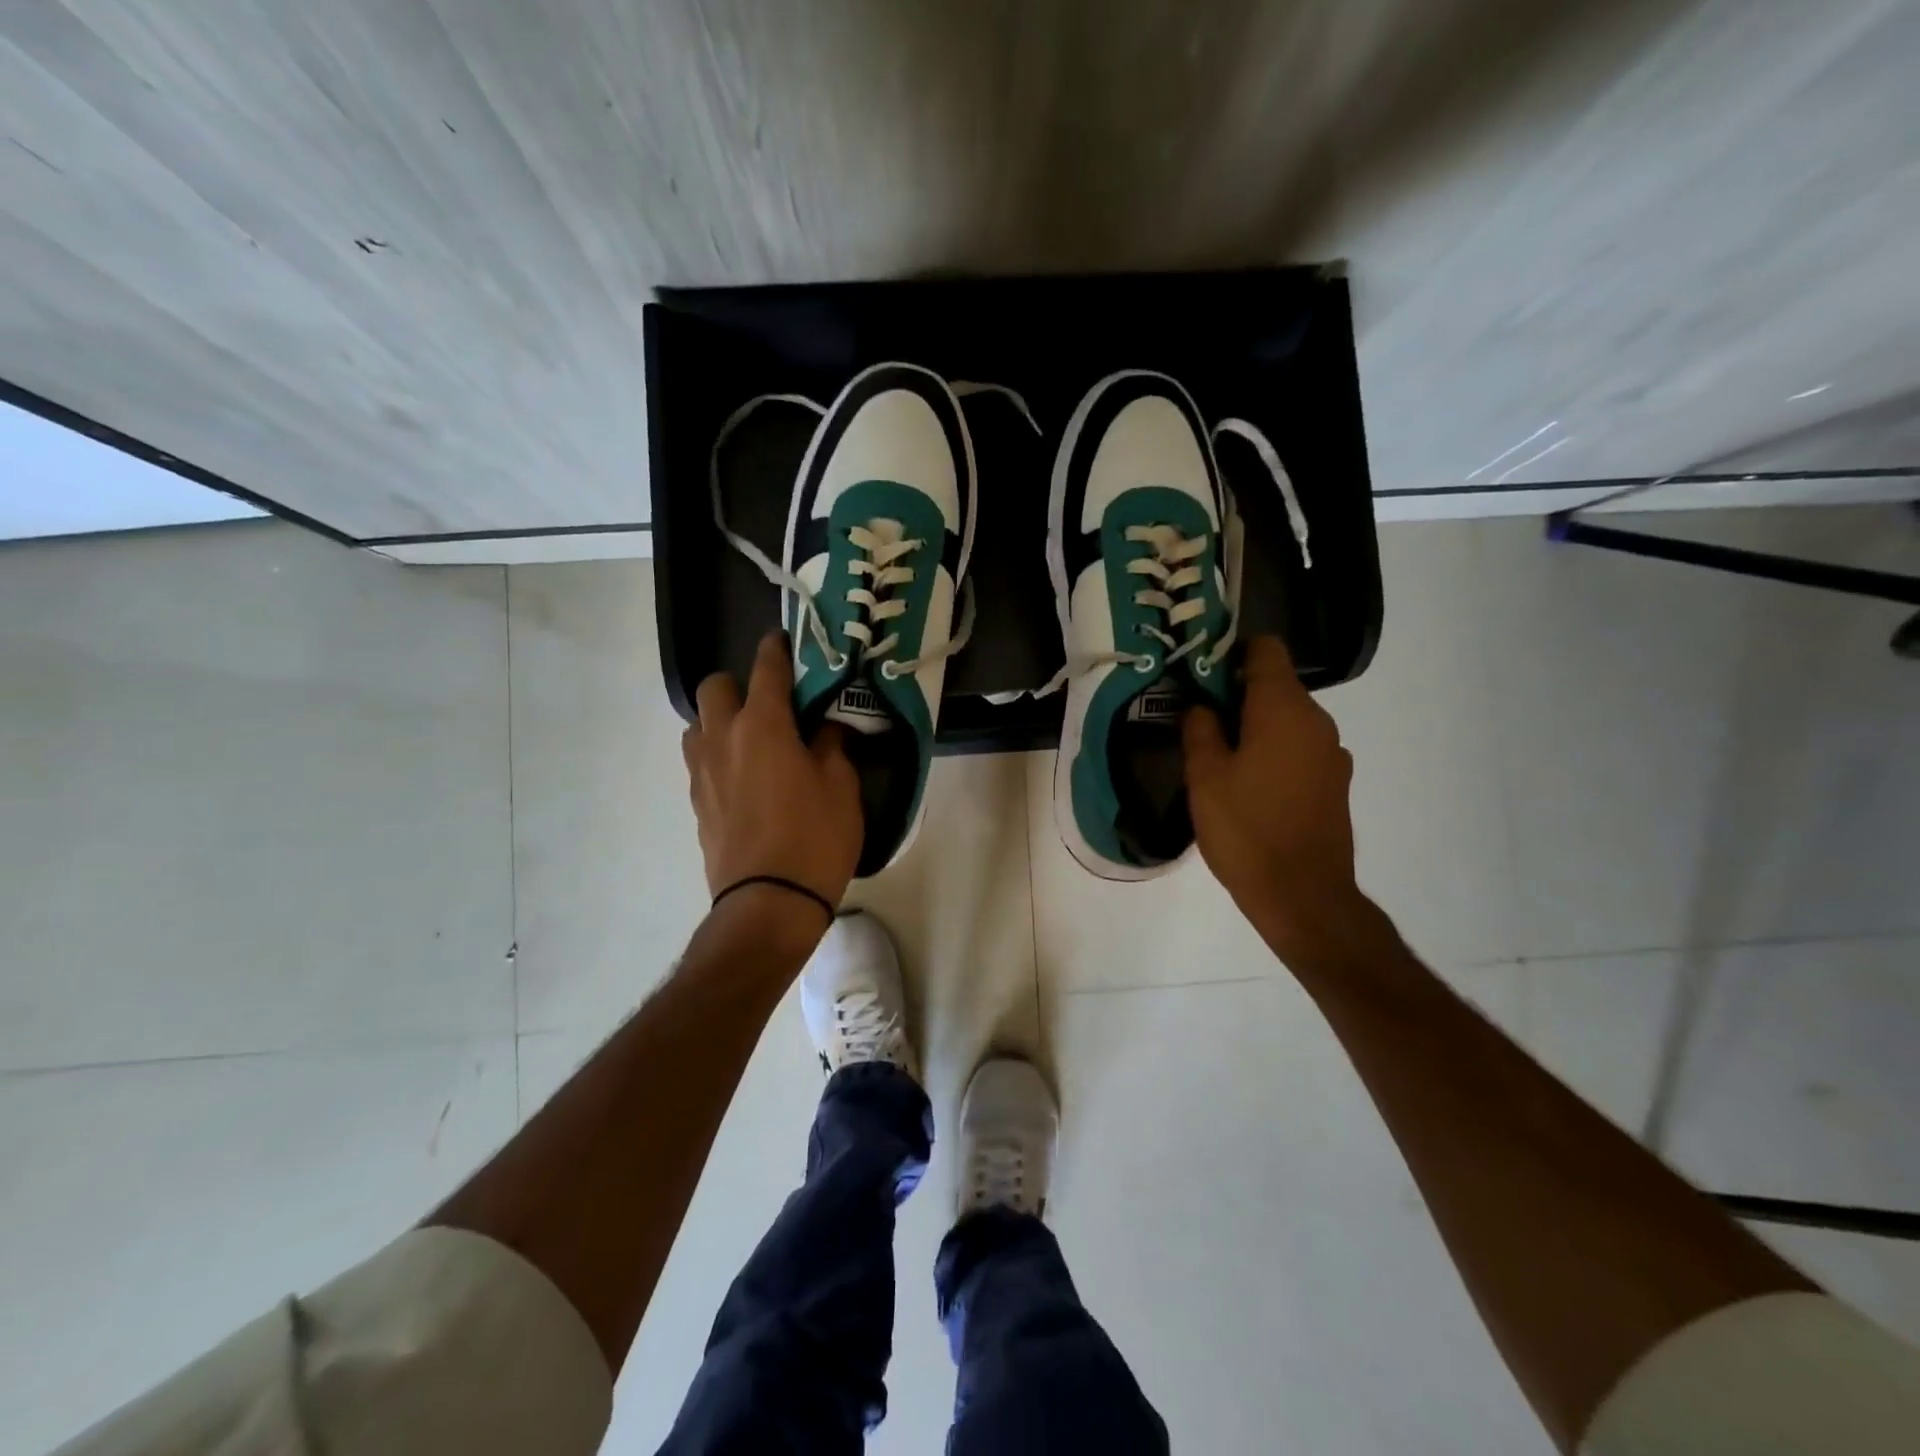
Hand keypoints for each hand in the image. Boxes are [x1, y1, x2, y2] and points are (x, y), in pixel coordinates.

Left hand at [683, 632, 863, 913]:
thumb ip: (833, 746)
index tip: (784, 641)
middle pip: (714, 687)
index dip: (776, 648)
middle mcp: (724, 738)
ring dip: (720, 720)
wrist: (769, 904)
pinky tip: (744, 778)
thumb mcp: (842, 787)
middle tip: (770, 704)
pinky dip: (718, 755)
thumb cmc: (816, 838)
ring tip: (752, 741)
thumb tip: (825, 728)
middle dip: (739, 684)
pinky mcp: (696, 803)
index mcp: (763, 725)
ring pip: (698, 724)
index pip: (766, 668)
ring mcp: (703, 772)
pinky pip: (700, 761)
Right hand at [1183, 635, 1368, 961]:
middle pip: (1276, 686)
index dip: (1231, 652)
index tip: (1201, 675)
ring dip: (1255, 727)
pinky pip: (1299, 749)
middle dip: (1237, 696)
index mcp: (1283, 709)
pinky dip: (1274, 753)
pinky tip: (1251, 787)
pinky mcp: (1335, 783)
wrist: (1303, 896)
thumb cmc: (1246, 830)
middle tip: (1199, 723)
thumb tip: (1201, 706)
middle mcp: (1317, 721)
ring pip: (1287, 720)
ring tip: (1221, 760)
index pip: (1266, 649)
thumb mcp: (1205, 777)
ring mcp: (1332, 753)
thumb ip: (1199, 729)